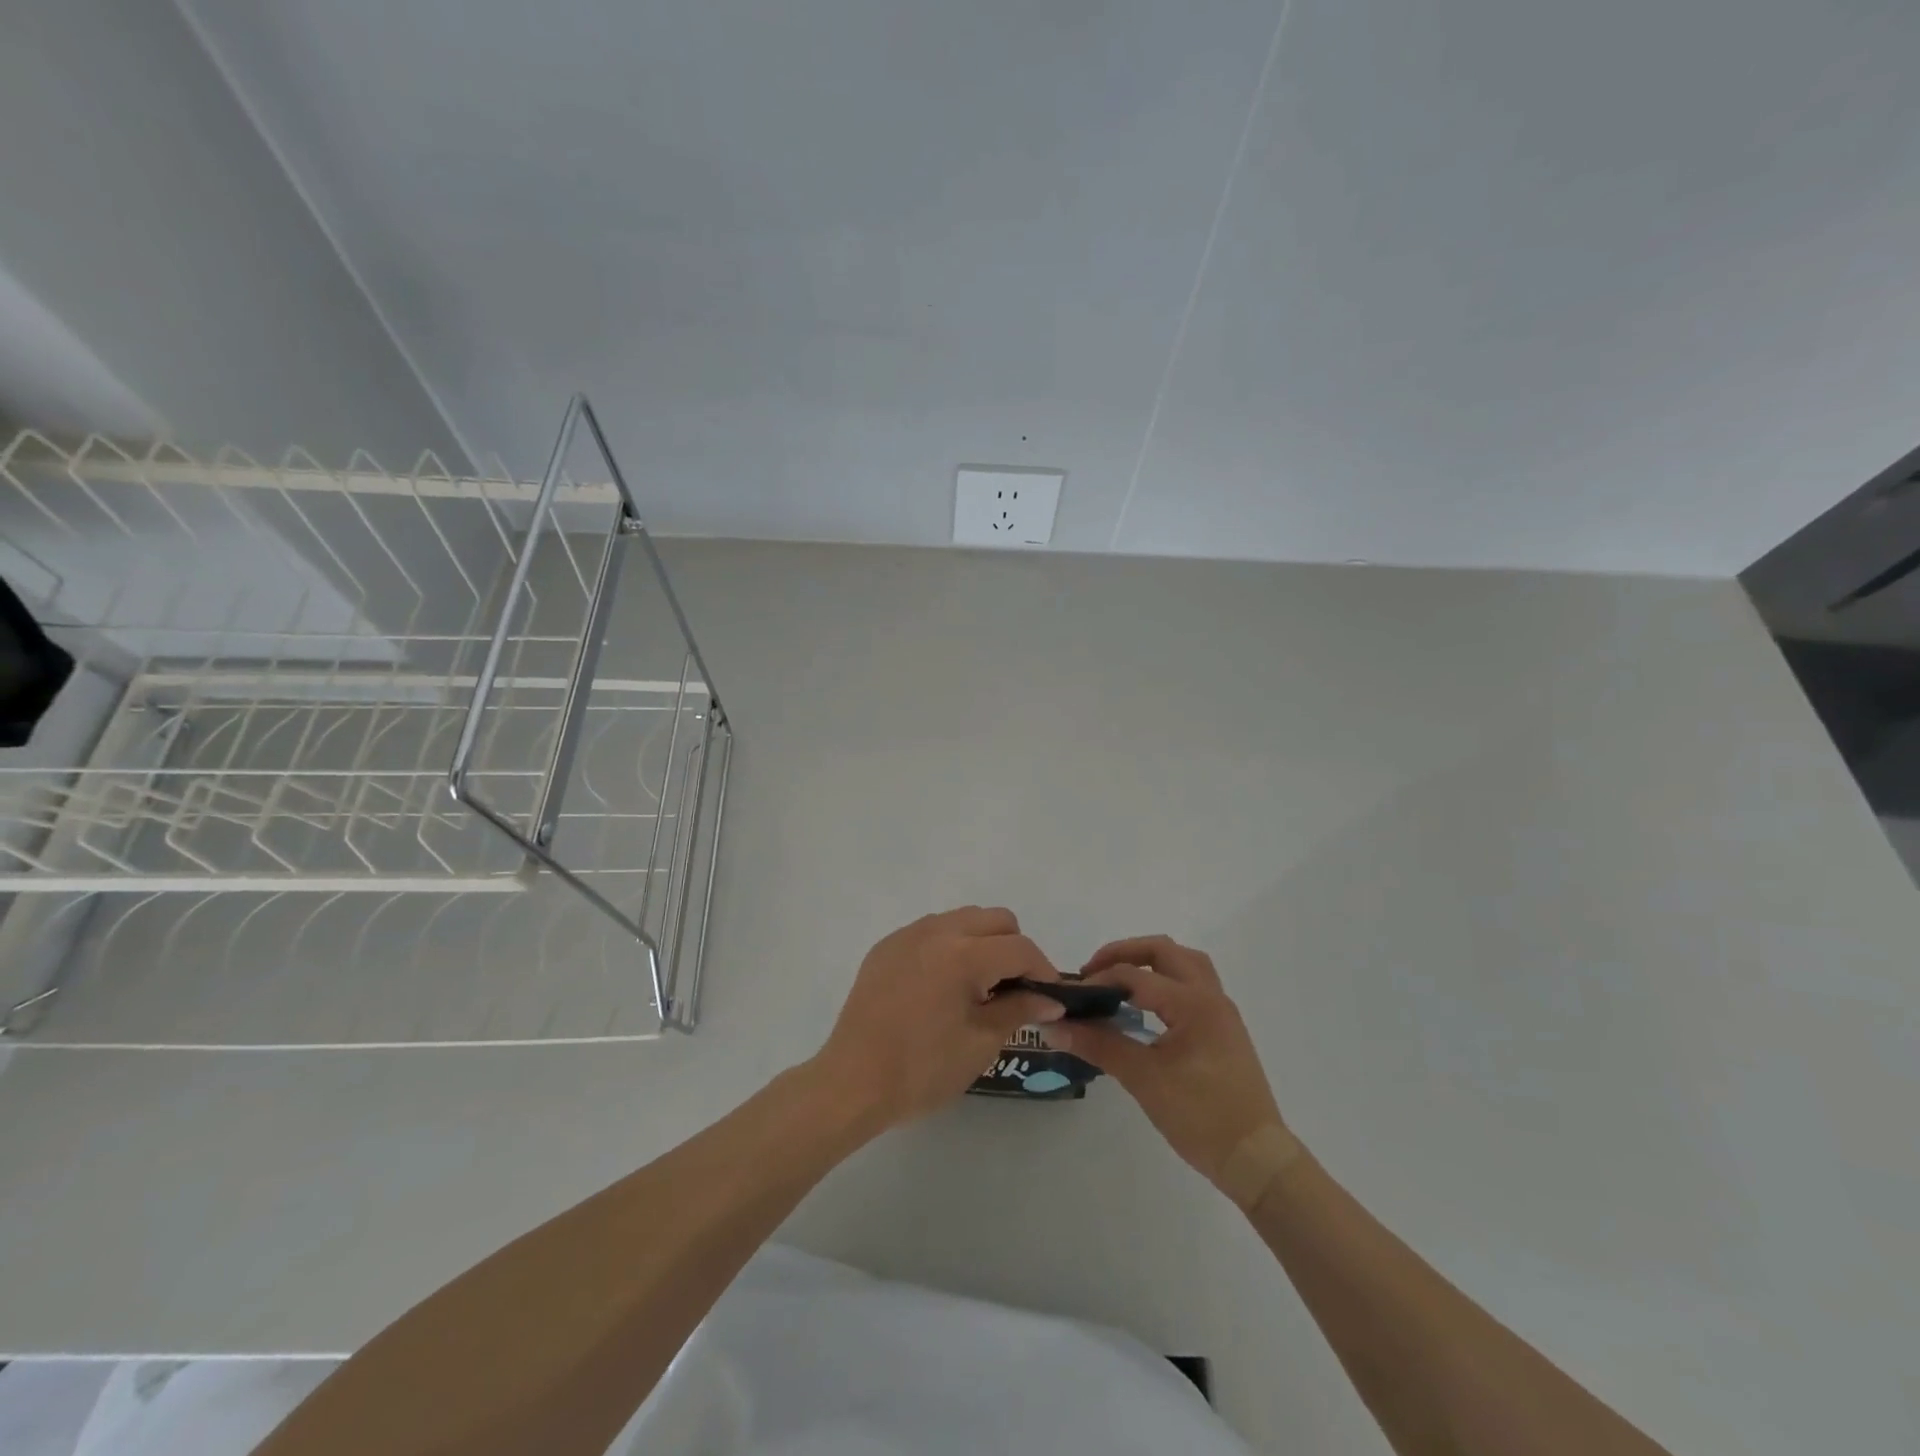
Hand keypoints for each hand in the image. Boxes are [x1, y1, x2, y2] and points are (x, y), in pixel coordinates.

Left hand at [810, 907, 1064, 1129]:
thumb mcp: (980, 1043)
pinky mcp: (886, 947)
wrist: (852, 1083)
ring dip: (982, 943)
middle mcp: (936, 931)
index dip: (1043, 971)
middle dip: (1014, 948)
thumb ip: (1018, 1010)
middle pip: (995, 919)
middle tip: (1014, 989)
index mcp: (963, 955)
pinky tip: (942, 986)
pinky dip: (949, 947)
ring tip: (978, 987)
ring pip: (963, 919)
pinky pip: (931, 931)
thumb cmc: (922, 1070)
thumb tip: (1049, 1000)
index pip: (1020, 948)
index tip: (1049, 997)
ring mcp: (907, 935)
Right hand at [1042, 936, 1284, 1189]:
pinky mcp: (1224, 1029)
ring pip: (1185, 963)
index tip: (1071, 997)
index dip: (1099, 980)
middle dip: (1125, 954)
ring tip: (1120, 980)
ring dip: (1151, 961)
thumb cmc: (1201, 1117)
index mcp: (1193, 1003)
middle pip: (1165, 951)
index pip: (1136, 976)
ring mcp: (1221, 1012)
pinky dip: (1166, 980)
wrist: (1256, 1160)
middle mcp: (1211, 997)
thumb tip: (1054, 1027)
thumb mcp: (1144, 1079)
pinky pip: (1193, 985)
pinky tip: (1147, 1006)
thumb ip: (1099, 1046)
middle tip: (1093, 972)